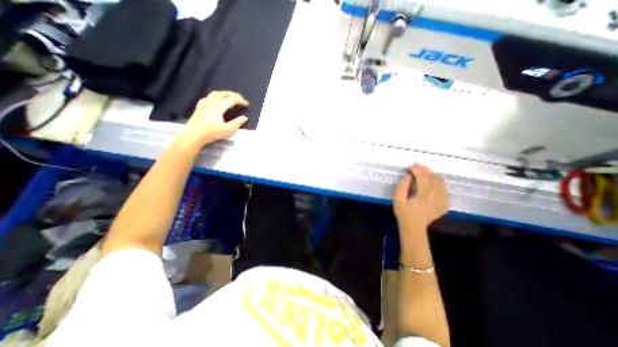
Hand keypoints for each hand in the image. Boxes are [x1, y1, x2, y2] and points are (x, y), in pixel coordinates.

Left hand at [176, 91, 247, 149]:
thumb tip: (245, 118)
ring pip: (214, 94)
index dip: (240, 100)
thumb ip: (237, 123)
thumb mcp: (227, 130)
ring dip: (224, 94)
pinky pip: (207, 98)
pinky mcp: (199, 108)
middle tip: (240, 98)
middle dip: (233, 94)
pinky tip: (215, 101)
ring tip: (229, 97)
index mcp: (218, 108)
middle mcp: (211, 103)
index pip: (232, 100)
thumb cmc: (211, 133)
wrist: (193, 135)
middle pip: (223, 93)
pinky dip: (214, 97)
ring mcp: (204, 104)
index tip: (247, 104)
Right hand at [396, 164, 449, 237]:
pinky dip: (439, 182)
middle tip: (416, 166)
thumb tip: (408, 176)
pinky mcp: (444, 203)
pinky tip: (433, 180)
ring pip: (440, 182)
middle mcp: (435, 196)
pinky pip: (444, 189)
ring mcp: (442, 200)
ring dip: (432, 174)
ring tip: (424, 171)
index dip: (416, 170)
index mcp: (423, 195)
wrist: (414, 227)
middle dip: (424, 170)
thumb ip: (402, 186)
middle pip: (432, 178)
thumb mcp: (397, 199)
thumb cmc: (404, 213)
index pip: (422, 177)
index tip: (409, 166)